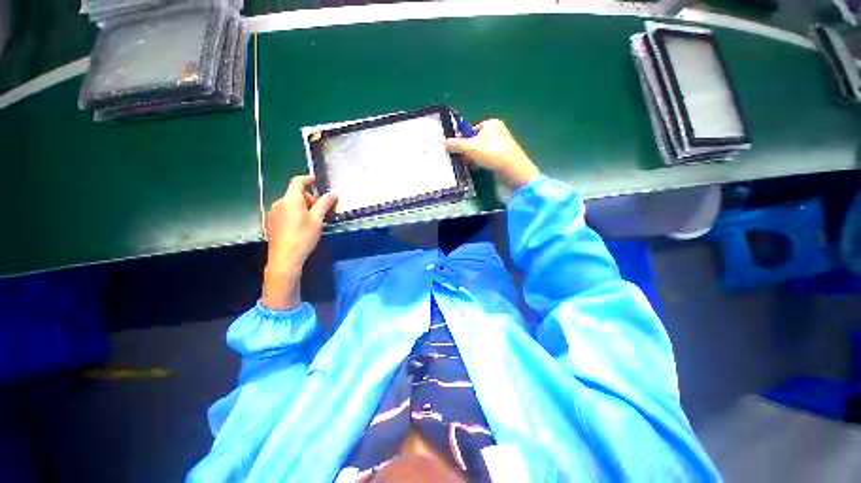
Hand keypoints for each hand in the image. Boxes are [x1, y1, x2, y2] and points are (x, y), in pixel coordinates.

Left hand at [262, 175, 336, 310]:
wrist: (284, 258)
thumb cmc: (303, 237)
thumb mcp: (317, 220)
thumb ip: (324, 204)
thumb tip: (332, 194)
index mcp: (290, 199)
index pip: (297, 182)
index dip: (307, 179)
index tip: (315, 180)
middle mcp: (279, 203)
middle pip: (296, 194)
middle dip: (310, 199)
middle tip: (321, 212)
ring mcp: (273, 213)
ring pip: (291, 204)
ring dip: (303, 207)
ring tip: (313, 221)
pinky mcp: (271, 222)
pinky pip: (285, 212)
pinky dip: (295, 213)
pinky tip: (301, 227)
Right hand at [445, 119, 540, 189]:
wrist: (513, 170)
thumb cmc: (492, 154)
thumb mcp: (470, 148)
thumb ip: (456, 144)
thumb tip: (444, 143)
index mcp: (491, 123)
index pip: (471, 131)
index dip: (464, 141)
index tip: (461, 152)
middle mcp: (498, 131)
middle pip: (475, 141)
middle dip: (469, 152)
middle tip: (467, 160)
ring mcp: (502, 144)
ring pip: (481, 151)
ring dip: (475, 159)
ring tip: (474, 165)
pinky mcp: (504, 155)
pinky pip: (488, 157)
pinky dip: (483, 163)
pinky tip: (482, 168)